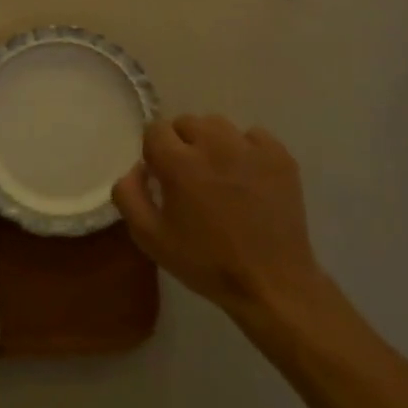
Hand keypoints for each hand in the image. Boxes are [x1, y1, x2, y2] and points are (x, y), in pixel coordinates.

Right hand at [113, 115, 338, 324]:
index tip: (161, 174)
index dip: (154, 150)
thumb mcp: (150, 238)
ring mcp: (250, 147)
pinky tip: (247, 177)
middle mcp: (213, 144)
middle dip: (181, 143)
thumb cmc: (206, 262)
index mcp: (179, 162)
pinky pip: (253, 135)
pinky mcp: (279, 156)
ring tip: (218, 173)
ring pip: (218, 125)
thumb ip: (128, 195)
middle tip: (189, 177)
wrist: (272, 284)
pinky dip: (245, 149)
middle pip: (186, 123)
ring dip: (211, 142)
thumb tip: (136, 167)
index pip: (155, 129)